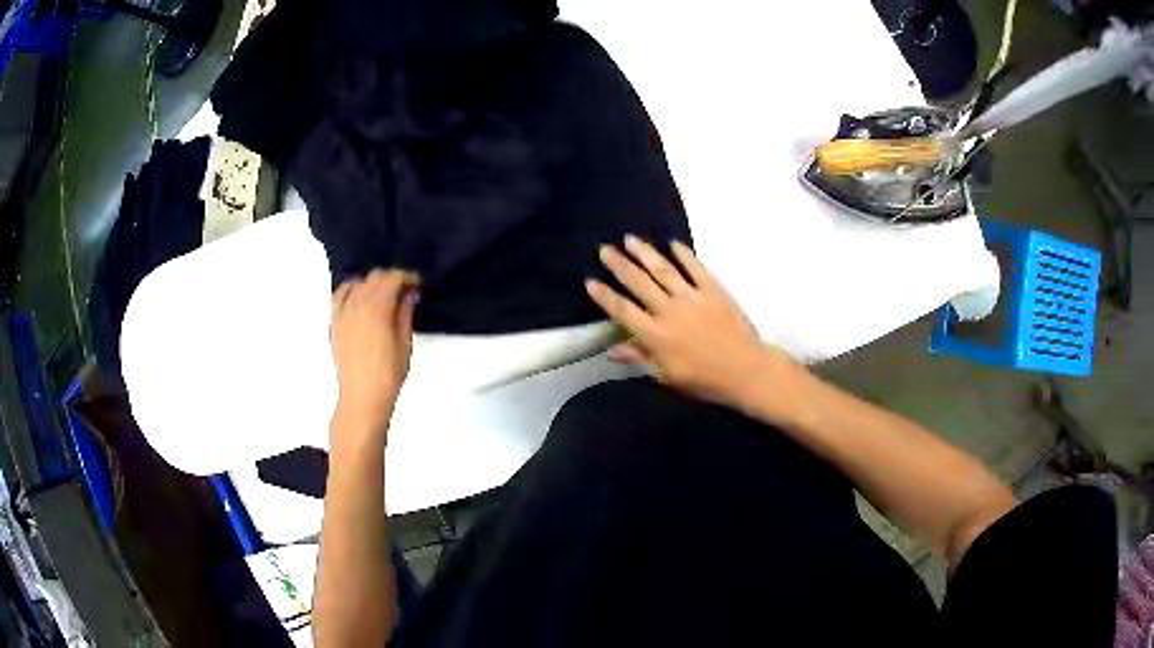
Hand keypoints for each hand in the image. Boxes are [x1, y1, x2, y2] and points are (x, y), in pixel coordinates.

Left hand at [330, 269, 420, 439]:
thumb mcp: (404, 344)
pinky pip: (339, 296)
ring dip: (370, 284)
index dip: (407, 277)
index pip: (392, 278)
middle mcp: (356, 304)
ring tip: (382, 296)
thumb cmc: (388, 374)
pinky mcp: (334, 323)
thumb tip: (408, 295)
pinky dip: (350, 291)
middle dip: (391, 279)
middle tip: (405, 291)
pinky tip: (359, 299)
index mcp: (376, 308)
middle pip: (374, 278)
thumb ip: (405, 314)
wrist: (362, 397)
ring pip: (356, 283)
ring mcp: (341, 313)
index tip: (417, 284)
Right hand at [585, 236, 802, 412]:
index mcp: (655, 335)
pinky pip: (695, 268)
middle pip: (639, 283)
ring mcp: (692, 297)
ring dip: (645, 253)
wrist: (746, 370)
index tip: (591, 281)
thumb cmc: (705, 380)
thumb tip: (612, 350)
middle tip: (605, 249)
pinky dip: (684, 255)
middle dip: (619, 265)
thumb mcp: (667, 376)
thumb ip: (640, 359)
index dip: (604, 296)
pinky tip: (673, 244)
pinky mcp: (713, 289)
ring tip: (630, 239)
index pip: (623, 310)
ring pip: (663, 270)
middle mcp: (669, 311)